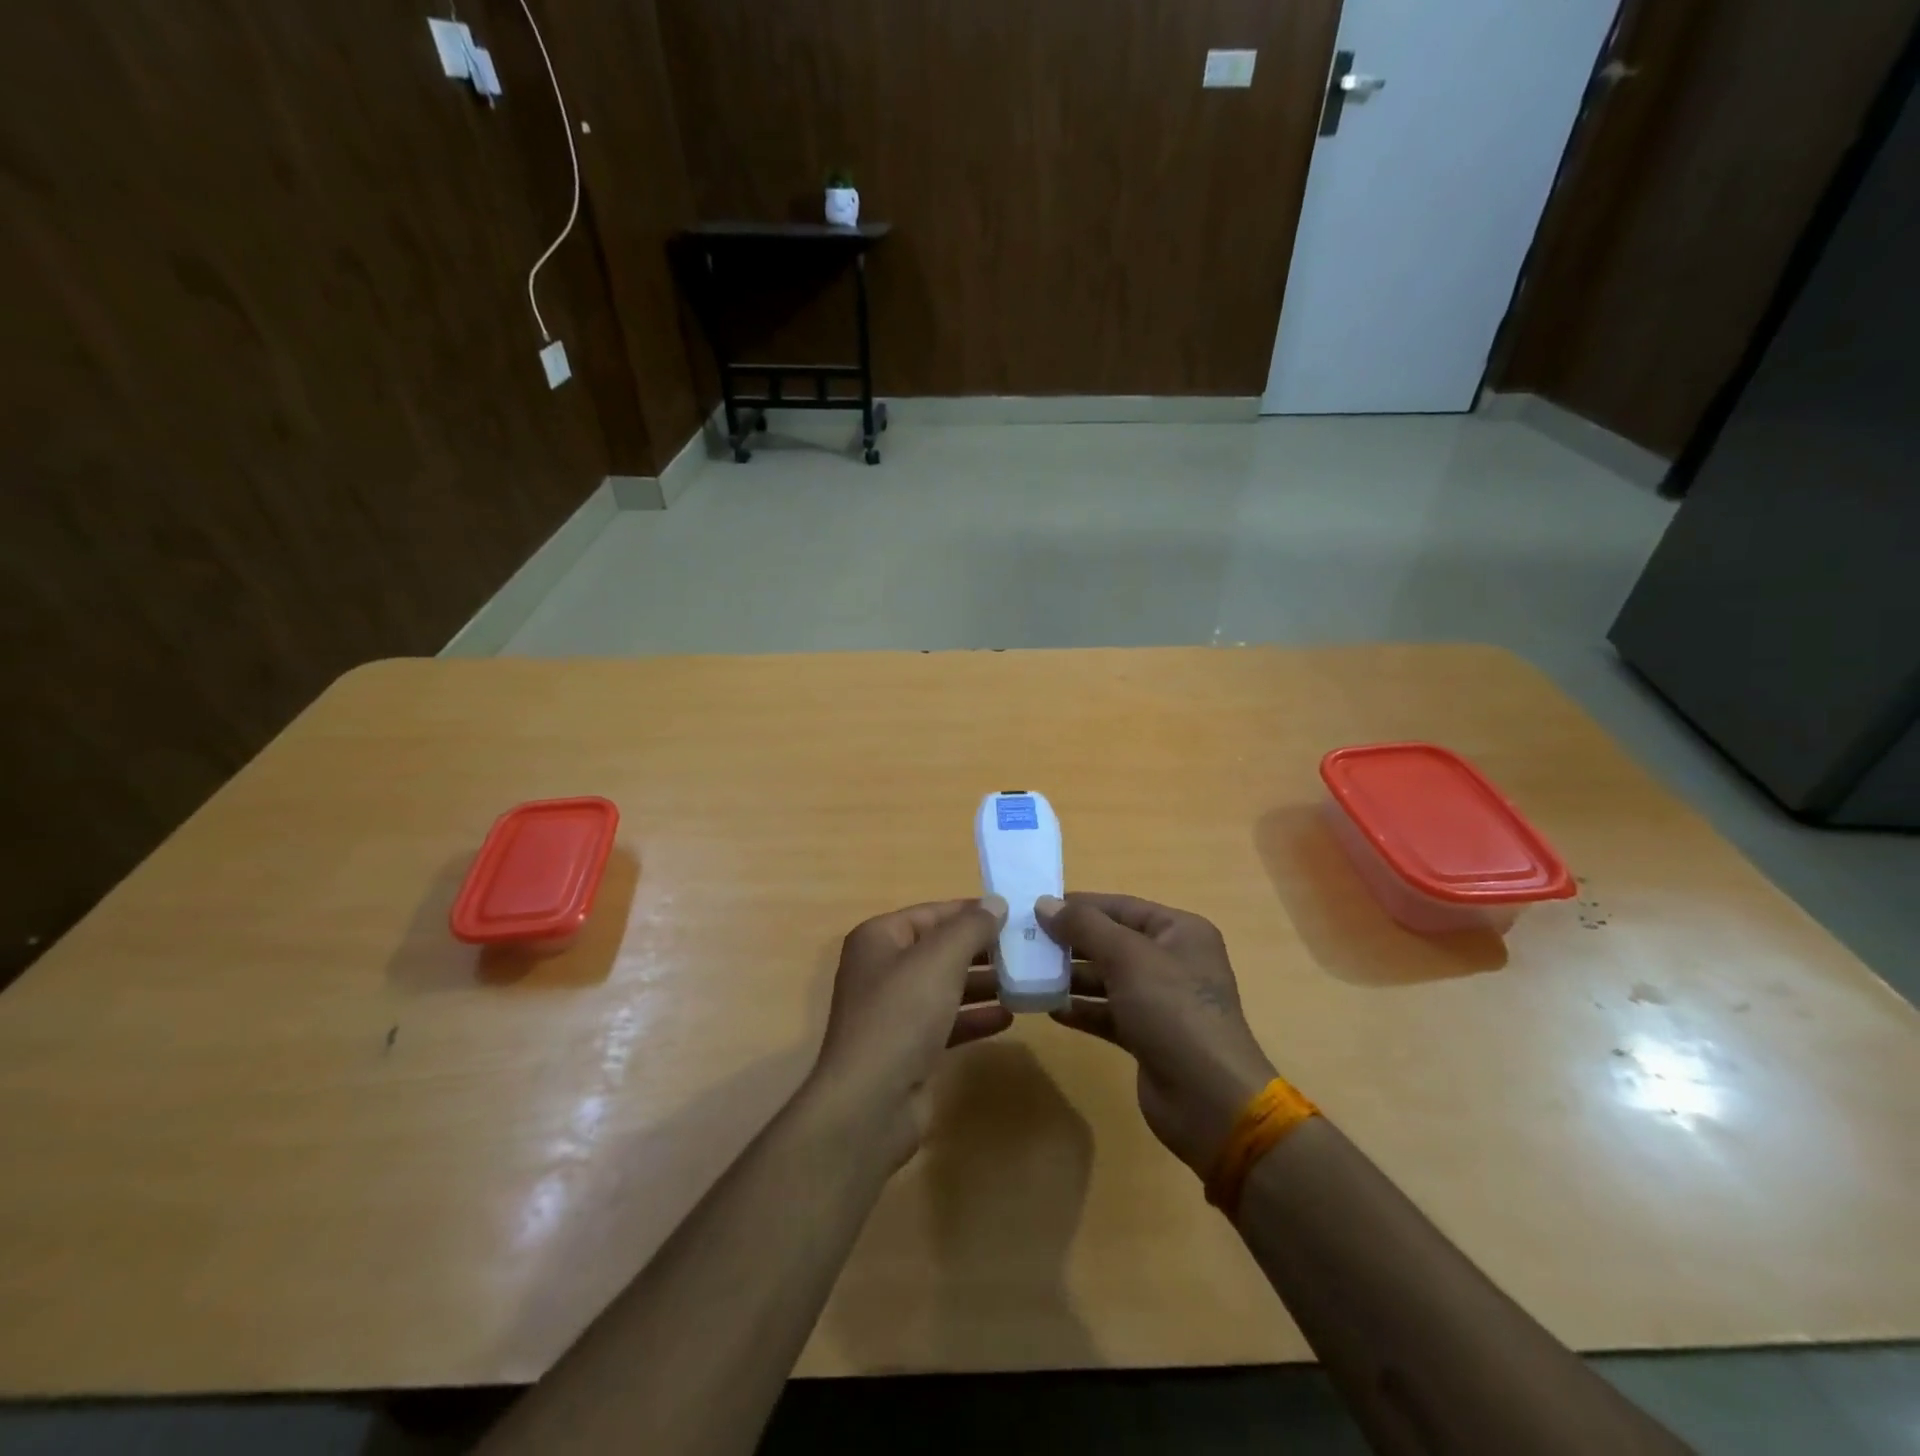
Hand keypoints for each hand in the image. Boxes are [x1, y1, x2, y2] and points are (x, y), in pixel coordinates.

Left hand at [809, 897, 1011, 1162]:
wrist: (870, 1103)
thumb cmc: (901, 1015)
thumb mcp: (940, 959)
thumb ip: (971, 927)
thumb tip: (996, 903)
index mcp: (879, 938)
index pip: (932, 912)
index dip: (971, 911)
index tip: (1014, 914)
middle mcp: (882, 969)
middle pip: (939, 948)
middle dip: (981, 948)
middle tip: (1027, 947)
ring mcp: (894, 1010)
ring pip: (945, 985)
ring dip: (982, 982)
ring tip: (1024, 979)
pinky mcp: (908, 1047)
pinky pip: (946, 1020)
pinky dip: (974, 1017)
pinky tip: (1008, 1017)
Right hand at [1038, 893, 1276, 1176]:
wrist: (1209, 1100)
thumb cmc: (1172, 1011)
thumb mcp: (1127, 957)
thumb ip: (1084, 926)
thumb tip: (1044, 903)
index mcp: (1179, 931)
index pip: (1121, 906)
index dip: (1079, 905)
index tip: (1036, 907)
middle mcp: (1173, 960)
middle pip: (1113, 942)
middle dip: (1071, 942)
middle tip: (1026, 941)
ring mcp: (1161, 1001)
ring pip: (1108, 978)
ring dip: (1072, 977)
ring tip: (1031, 974)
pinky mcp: (1148, 1036)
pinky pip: (1108, 1013)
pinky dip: (1082, 1010)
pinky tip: (1050, 1009)